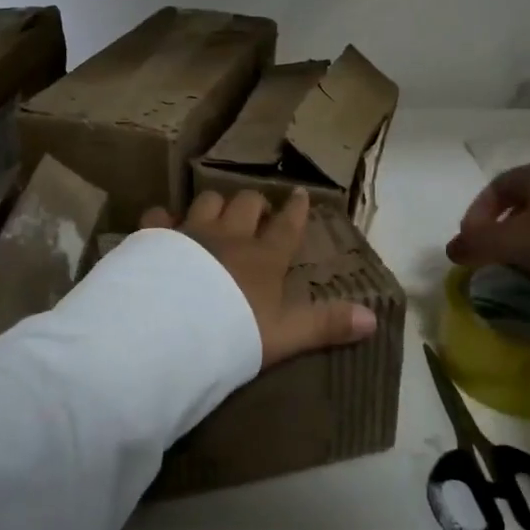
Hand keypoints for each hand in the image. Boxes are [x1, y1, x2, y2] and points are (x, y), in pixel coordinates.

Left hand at [141, 188, 376, 366]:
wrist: (170, 330)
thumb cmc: (232, 334)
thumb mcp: (284, 336)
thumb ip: (325, 325)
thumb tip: (373, 318)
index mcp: (263, 258)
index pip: (286, 227)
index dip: (296, 210)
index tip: (300, 193)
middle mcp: (230, 237)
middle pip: (247, 204)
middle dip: (255, 204)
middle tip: (258, 213)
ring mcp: (191, 233)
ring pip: (207, 201)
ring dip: (215, 205)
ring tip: (216, 215)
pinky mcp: (156, 238)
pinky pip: (160, 217)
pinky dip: (164, 220)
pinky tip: (163, 226)